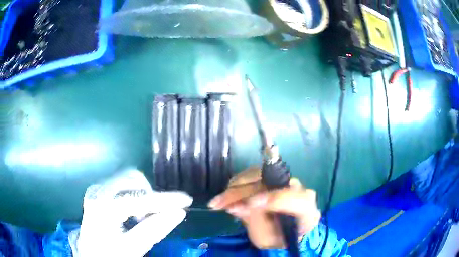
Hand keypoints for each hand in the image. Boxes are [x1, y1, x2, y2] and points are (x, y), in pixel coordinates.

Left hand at [75, 169, 192, 256]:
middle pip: (132, 179)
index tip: (187, 200)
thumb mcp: (132, 248)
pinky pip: (122, 185)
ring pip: (128, 179)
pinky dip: (134, 195)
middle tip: (156, 215)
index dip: (165, 199)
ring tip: (143, 217)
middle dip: (150, 195)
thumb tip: (179, 212)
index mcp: (103, 205)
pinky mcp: (98, 191)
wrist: (89, 253)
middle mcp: (98, 190)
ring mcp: (97, 189)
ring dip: (142, 195)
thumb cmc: (109, 253)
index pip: (140, 197)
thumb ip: (154, 230)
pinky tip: (134, 213)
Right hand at [208, 167, 320, 248]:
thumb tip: (236, 206)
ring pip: (261, 174)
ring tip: (219, 201)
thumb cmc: (276, 238)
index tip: (249, 204)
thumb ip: (255, 223)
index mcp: (307, 211)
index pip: (297, 199)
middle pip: (272, 182)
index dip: (274, 199)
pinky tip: (227, 194)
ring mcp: (286, 181)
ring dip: (236, 186)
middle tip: (219, 203)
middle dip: (243, 192)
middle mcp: (300, 190)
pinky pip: (254, 174)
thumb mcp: (266, 239)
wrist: (285, 229)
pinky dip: (238, 183)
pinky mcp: (274, 177)